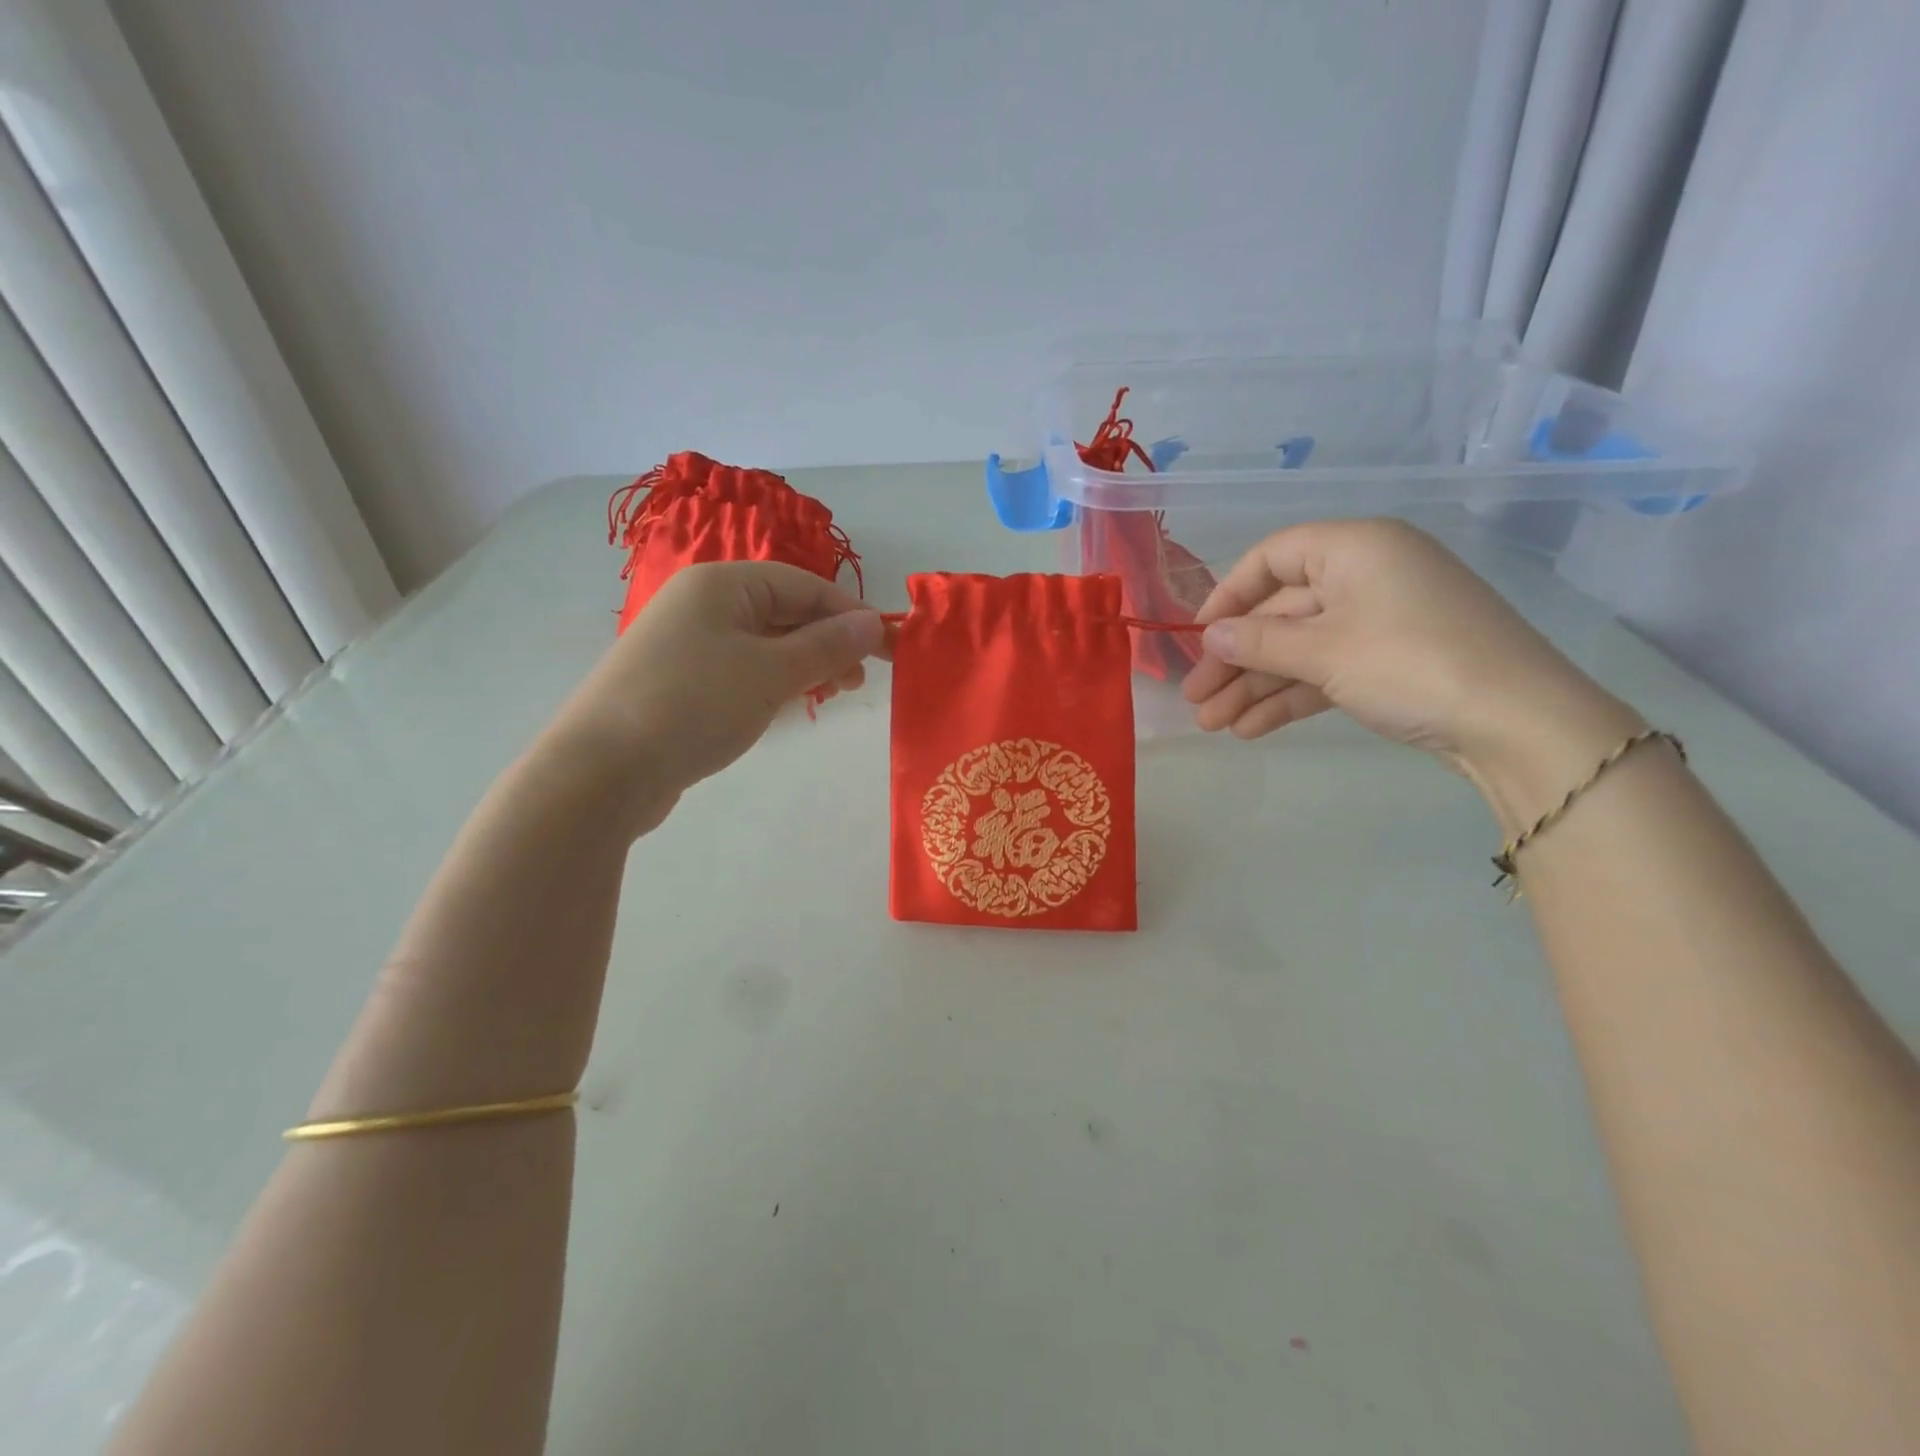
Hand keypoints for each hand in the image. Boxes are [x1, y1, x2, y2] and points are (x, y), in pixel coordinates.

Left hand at [551, 562, 884, 833]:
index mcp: (722, 584)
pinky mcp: (681, 681)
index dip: (850, 614)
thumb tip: (872, 623)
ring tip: (833, 694)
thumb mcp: (771, 672)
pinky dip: (774, 682)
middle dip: (828, 642)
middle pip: (784, 611)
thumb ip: (826, 646)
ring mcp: (688, 644)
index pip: (804, 586)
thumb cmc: (695, 704)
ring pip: (765, 643)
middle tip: (860, 680)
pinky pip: (742, 669)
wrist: (603, 769)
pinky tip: (791, 704)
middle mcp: (703, 604)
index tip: (888, 648)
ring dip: (805, 664)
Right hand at [1183, 520, 1641, 797]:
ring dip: (1255, 687)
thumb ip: (1257, 642)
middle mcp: (1367, 576)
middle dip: (1235, 660)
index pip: (1272, 558)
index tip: (1198, 639)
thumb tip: (1207, 637)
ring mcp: (1381, 622)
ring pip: (1300, 649)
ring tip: (1214, 725)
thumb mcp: (1324, 652)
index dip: (1227, 596)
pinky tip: (1251, 728)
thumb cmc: (1411, 665)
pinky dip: (1290, 697)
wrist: (1518, 724)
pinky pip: (1326, 671)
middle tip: (1196, 700)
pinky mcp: (1391, 663)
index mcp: (1355, 549)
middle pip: (1282, 613)